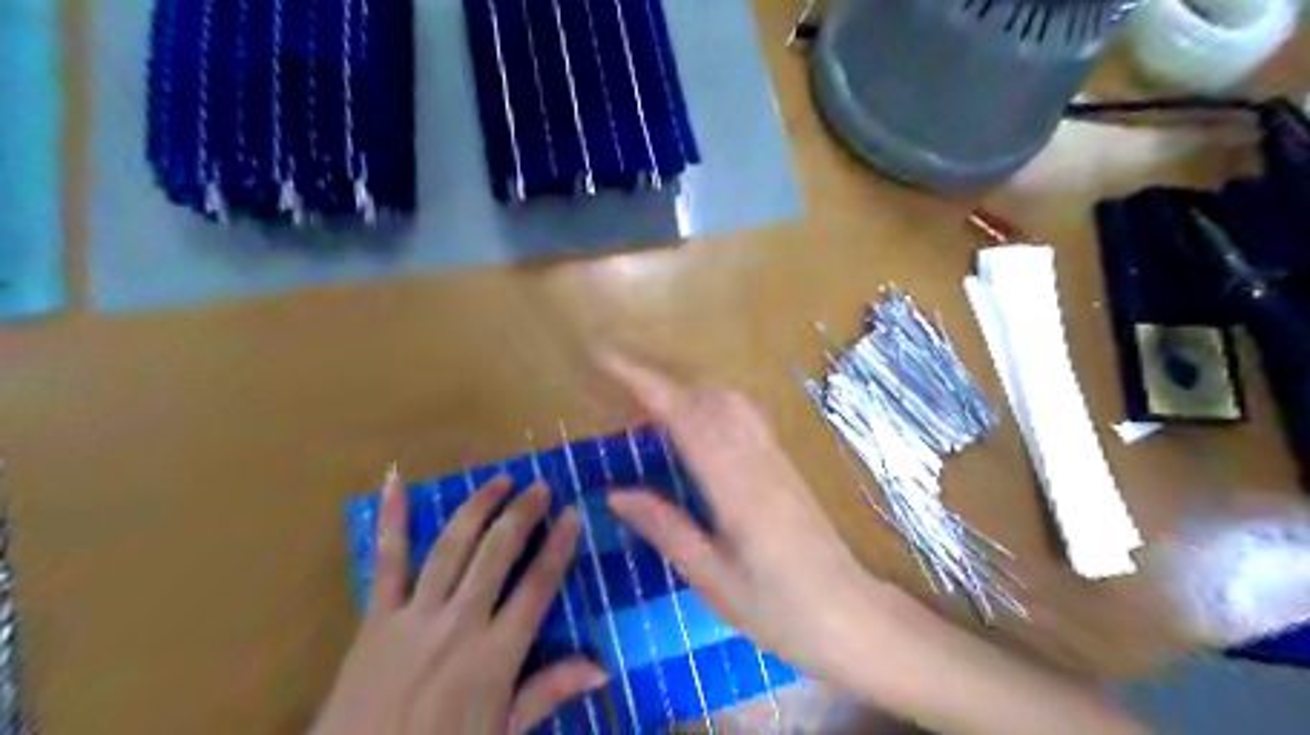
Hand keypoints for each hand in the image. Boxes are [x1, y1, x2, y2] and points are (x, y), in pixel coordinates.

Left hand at [309, 471, 607, 734]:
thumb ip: (547, 693)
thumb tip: (601, 667)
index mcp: (495, 656)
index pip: (537, 587)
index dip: (558, 547)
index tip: (573, 514)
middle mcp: (459, 624)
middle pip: (497, 554)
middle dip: (522, 514)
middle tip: (540, 486)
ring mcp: (414, 617)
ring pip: (452, 547)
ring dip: (477, 508)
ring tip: (498, 481)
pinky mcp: (375, 619)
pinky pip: (386, 563)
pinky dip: (391, 522)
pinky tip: (395, 484)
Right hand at [598, 353, 883, 678]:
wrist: (852, 617)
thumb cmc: (779, 610)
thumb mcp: (711, 577)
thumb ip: (665, 528)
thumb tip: (614, 493)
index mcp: (735, 484)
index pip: (684, 414)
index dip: (643, 381)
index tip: (606, 358)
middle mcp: (756, 457)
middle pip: (707, 395)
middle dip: (659, 384)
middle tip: (618, 404)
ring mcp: (775, 456)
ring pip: (728, 400)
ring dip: (686, 394)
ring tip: (649, 419)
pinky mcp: (784, 464)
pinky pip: (743, 416)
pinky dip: (709, 408)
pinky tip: (694, 435)